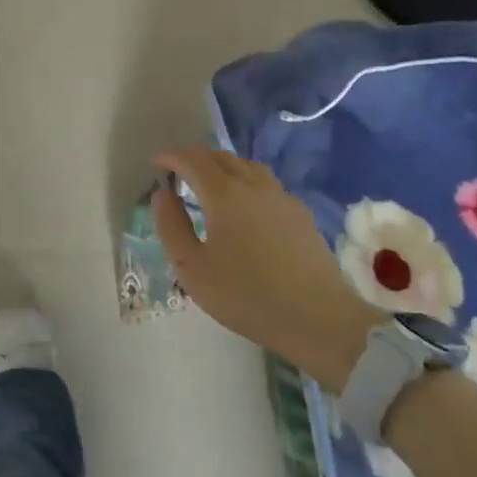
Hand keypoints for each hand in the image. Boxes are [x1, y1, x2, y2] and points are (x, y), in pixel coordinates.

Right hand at [152, 147, 378, 392]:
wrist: (320, 320)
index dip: (171, 156)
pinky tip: (245, 206)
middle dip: (195, 159)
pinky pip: (266, 182)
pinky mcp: (300, 213)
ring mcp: (280, 196)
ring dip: (222, 166)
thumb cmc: (247, 296)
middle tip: (179, 174)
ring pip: (246, 165)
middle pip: (220, 156)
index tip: (157, 164)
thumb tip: (162, 194)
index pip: (192, 159)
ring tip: (210, 185)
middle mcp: (252, 184)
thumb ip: (171, 226)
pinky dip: (246, 181)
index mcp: (223, 194)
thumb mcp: (192, 269)